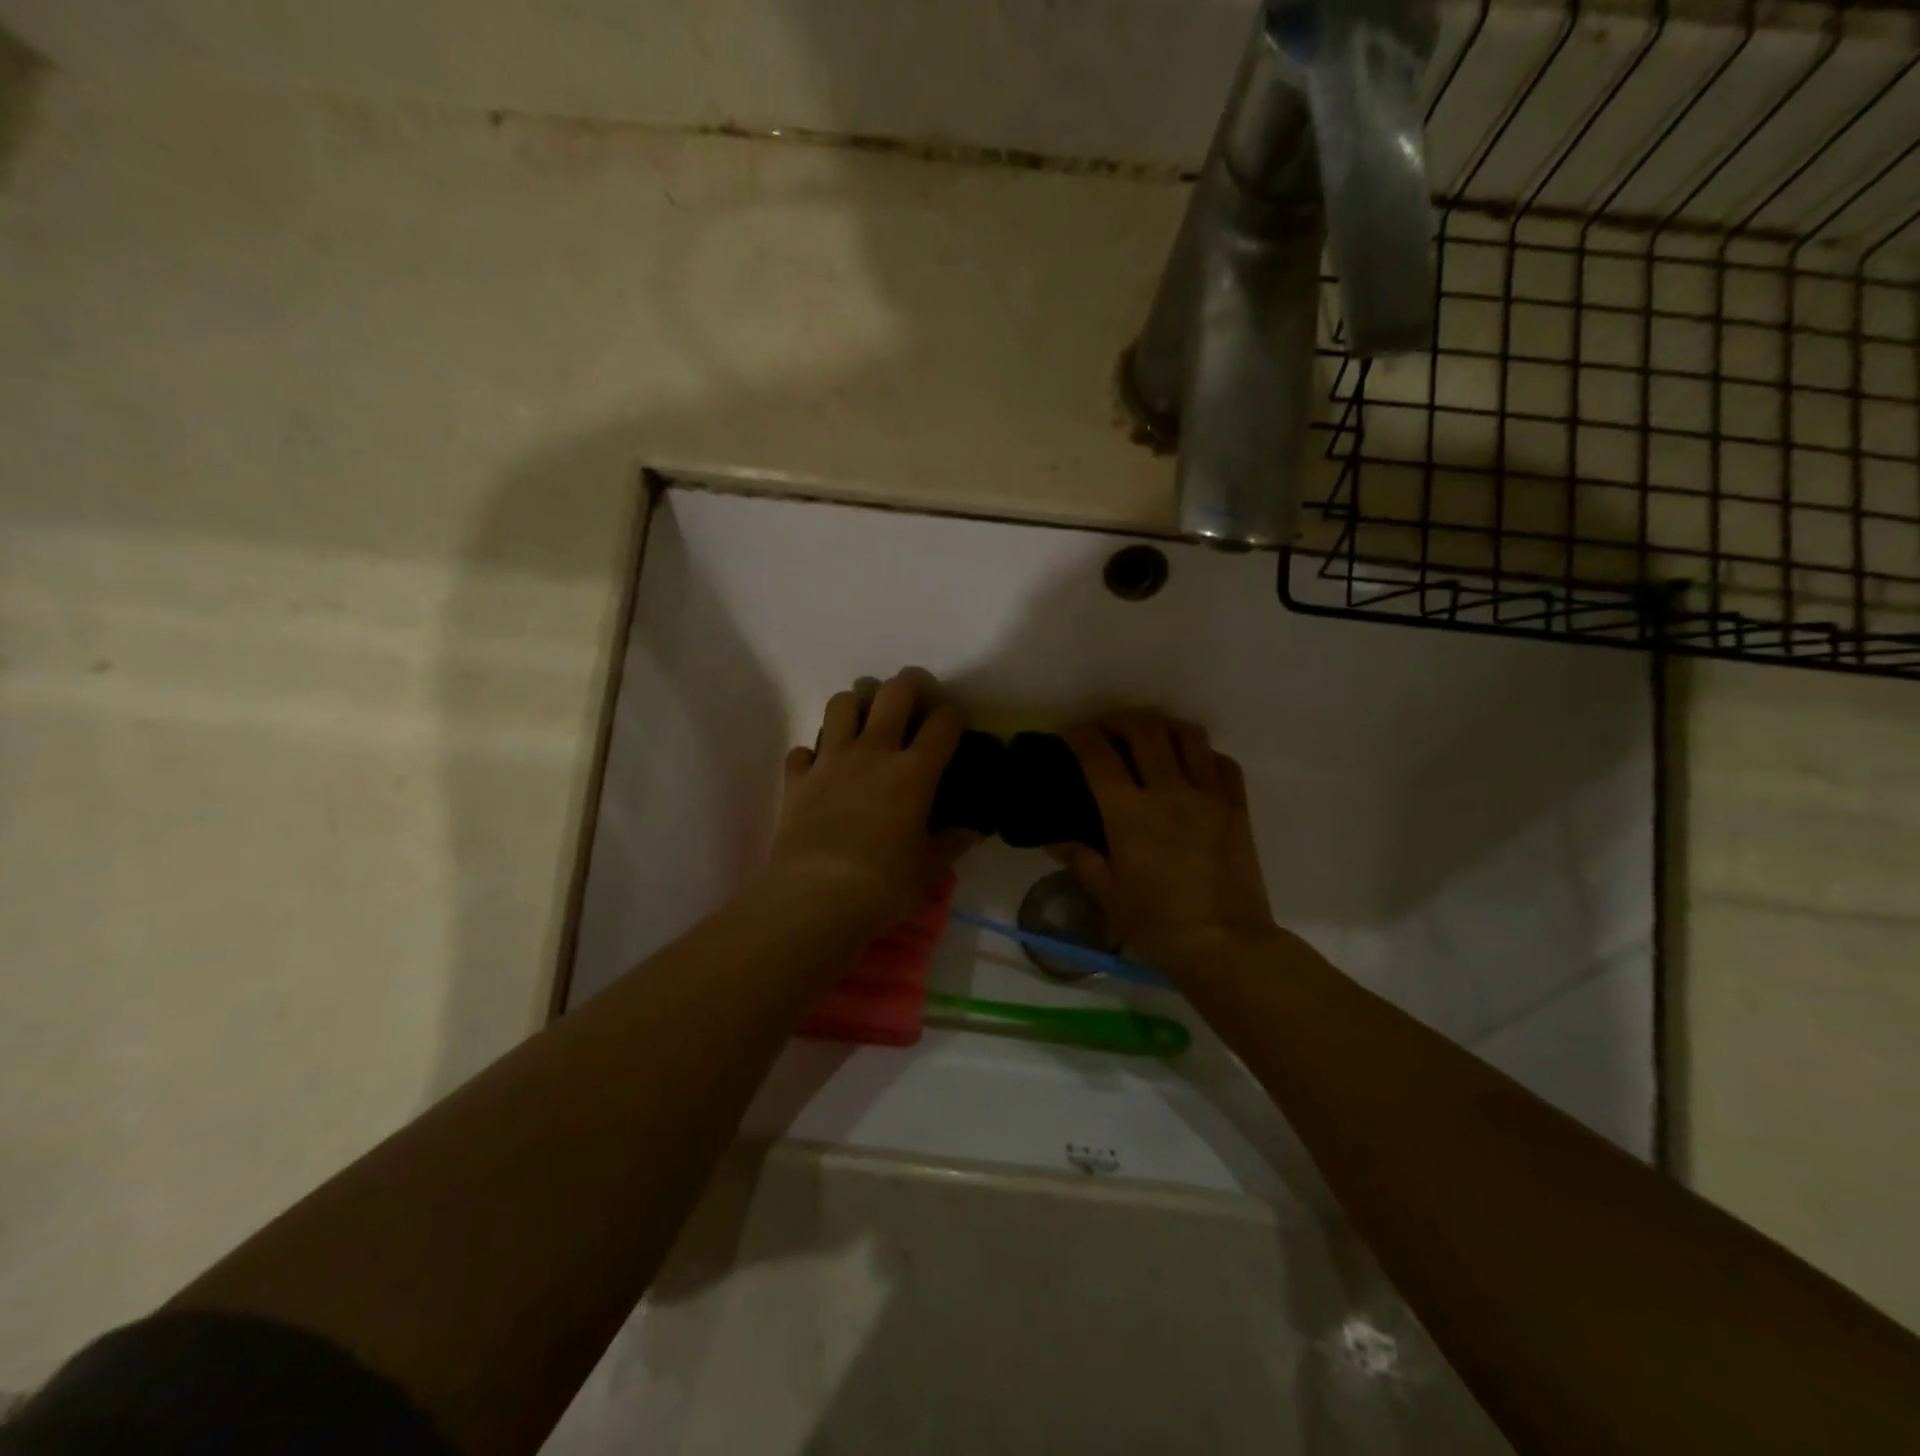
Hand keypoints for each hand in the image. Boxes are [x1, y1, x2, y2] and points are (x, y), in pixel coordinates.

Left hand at [765, 669, 977, 930]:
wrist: (816, 898)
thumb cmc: (884, 885)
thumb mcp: (928, 869)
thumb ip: (952, 844)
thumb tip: (974, 832)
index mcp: (914, 772)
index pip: (943, 724)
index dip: (953, 716)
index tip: (954, 722)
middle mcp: (873, 752)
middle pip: (893, 693)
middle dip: (908, 685)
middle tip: (912, 698)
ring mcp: (830, 760)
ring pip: (842, 704)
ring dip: (856, 704)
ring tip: (863, 719)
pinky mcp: (797, 778)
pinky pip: (802, 750)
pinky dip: (812, 753)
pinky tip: (820, 768)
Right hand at [1051, 711, 1276, 972]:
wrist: (1225, 945)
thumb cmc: (1157, 924)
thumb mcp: (1108, 895)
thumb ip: (1081, 859)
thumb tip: (1056, 841)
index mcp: (1129, 814)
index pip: (1098, 756)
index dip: (1080, 736)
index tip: (1070, 732)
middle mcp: (1169, 792)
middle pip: (1145, 730)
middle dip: (1120, 720)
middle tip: (1108, 729)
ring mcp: (1208, 796)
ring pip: (1188, 736)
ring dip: (1164, 727)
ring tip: (1152, 737)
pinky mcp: (1237, 807)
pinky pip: (1223, 762)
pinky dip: (1203, 754)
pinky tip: (1193, 766)